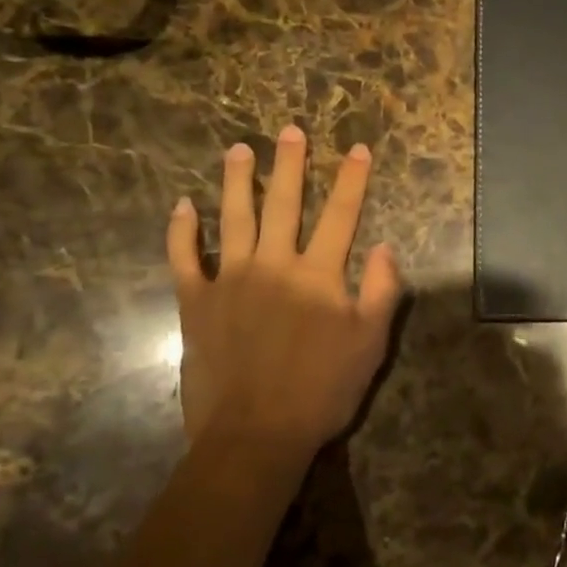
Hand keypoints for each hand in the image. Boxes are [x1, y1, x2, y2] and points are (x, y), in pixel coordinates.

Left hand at [166, 126, 403, 456]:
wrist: (254, 435)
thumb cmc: (322, 391)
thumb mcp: (371, 344)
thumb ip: (382, 291)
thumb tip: (385, 247)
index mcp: (319, 274)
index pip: (341, 214)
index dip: (351, 179)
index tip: (357, 148)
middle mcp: (274, 264)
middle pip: (284, 203)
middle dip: (291, 164)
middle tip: (289, 131)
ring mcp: (230, 280)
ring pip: (233, 218)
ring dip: (237, 181)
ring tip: (238, 149)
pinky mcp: (195, 303)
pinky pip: (184, 258)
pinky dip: (181, 231)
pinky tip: (182, 205)